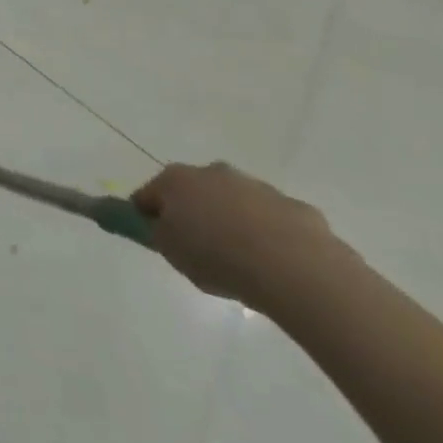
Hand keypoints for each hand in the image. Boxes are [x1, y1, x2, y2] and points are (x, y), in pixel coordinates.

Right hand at [132, 161, 344, 311]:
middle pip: (194, 193)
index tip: (156, 241)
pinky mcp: (296, 207)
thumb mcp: (170, 251)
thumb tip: (145, 221)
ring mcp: (257, 187)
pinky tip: (277, 265)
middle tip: (200, 251)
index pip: (148, 195)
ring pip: (236, 204)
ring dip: (234, 223)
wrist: (296, 270)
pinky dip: (271, 236)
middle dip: (194, 214)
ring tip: (243, 263)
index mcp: (176, 179)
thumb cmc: (218, 257)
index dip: (147, 218)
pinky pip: (274, 221)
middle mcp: (213, 172)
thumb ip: (155, 232)